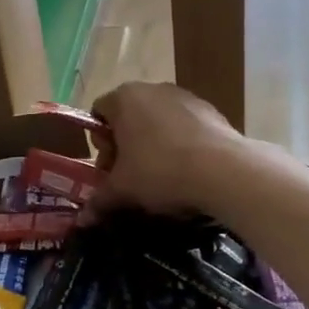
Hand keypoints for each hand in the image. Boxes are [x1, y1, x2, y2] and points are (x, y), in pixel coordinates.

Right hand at [87, 82, 246, 218]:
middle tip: (131, 176)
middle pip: (128, 116)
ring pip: (158, 120)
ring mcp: (185, 96)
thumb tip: (82, 220)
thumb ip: (99, 200)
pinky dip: (181, 144)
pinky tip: (188, 170)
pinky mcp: (211, 110)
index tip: (110, 168)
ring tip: (162, 176)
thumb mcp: (123, 190)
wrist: (225, 171)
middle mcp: (152, 88)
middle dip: (125, 145)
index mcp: (123, 98)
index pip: (98, 113)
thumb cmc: (160, 171)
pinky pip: (185, 126)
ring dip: (153, 144)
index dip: (99, 143)